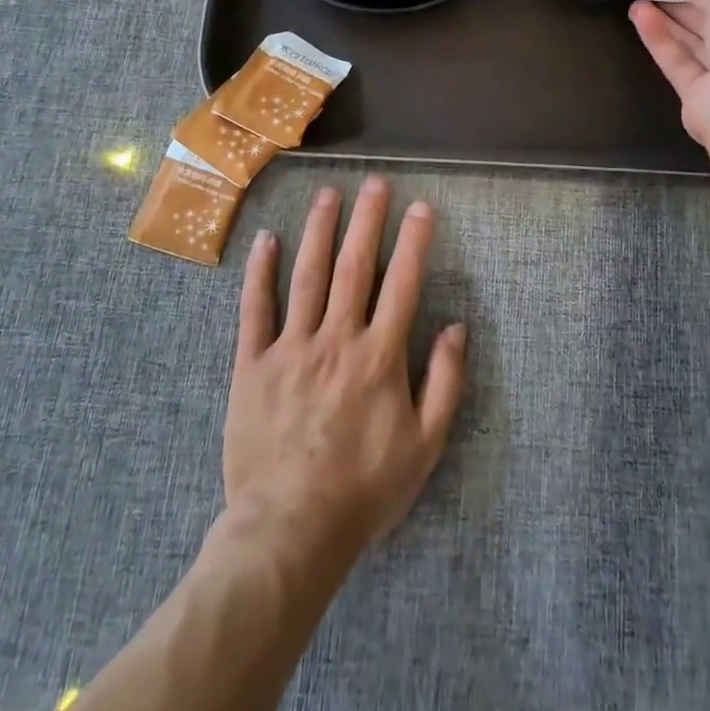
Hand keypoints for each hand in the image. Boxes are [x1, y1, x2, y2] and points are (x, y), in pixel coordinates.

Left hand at [224, 176, 467, 568]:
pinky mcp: (252, 364)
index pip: (402, 284)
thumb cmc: (364, 489)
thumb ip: (445, 383)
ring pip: (307, 275)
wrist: (290, 529)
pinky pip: (255, 309)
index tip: (422, 206)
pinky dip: (260, 272)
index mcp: (379, 356)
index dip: (414, 241)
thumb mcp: (424, 445)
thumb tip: (457, 328)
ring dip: (319, 230)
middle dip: (367, 220)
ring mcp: (291, 348)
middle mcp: (336, 339)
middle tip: (374, 182)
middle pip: (354, 267)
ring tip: (328, 194)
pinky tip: (266, 239)